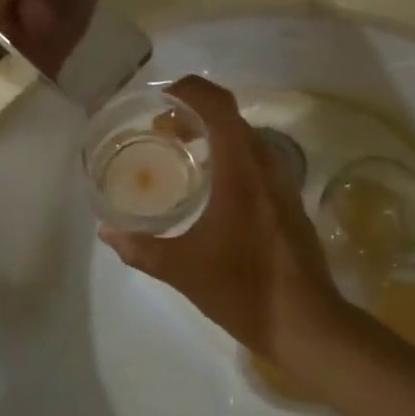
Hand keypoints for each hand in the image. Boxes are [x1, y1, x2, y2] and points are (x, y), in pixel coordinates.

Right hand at [100, 77, 350, 379]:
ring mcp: (284, 184)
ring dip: (216, 135)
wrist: (307, 324)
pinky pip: (258, 162)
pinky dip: (232, 157)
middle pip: (232, 119)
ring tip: (184, 152)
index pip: (219, 107)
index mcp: (241, 170)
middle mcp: (266, 166)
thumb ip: (141, 248)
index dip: (191, 91)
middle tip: (162, 129)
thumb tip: (107, 232)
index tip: (161, 100)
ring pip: (247, 140)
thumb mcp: (182, 270)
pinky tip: (212, 188)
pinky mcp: (290, 203)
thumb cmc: (243, 289)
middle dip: (196, 114)